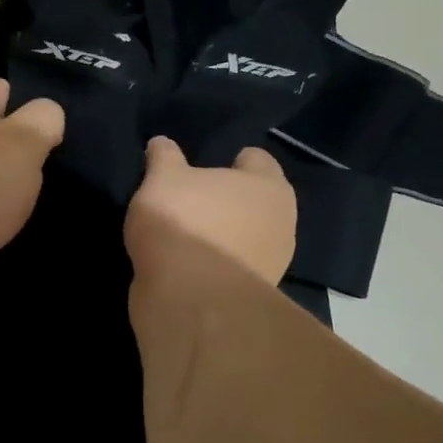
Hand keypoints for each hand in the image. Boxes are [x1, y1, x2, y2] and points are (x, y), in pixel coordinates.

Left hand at [0, 78, 64, 309]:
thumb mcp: (23, 143)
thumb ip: (42, 121)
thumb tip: (46, 113)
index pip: (2, 89)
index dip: (30, 107)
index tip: (52, 132)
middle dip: (16, 150)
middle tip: (45, 170)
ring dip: (0, 185)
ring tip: (27, 201)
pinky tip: (1, 226)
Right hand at [125, 136, 296, 288]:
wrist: (192, 299)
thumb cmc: (184, 222)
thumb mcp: (162, 178)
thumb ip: (163, 157)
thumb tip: (161, 143)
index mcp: (268, 185)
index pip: (256, 159)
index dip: (231, 158)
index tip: (204, 164)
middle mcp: (281, 221)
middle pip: (254, 200)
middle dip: (230, 199)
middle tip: (194, 198)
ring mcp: (272, 262)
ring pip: (246, 236)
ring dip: (224, 234)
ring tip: (188, 233)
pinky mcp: (252, 293)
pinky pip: (232, 266)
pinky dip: (216, 262)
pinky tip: (188, 262)